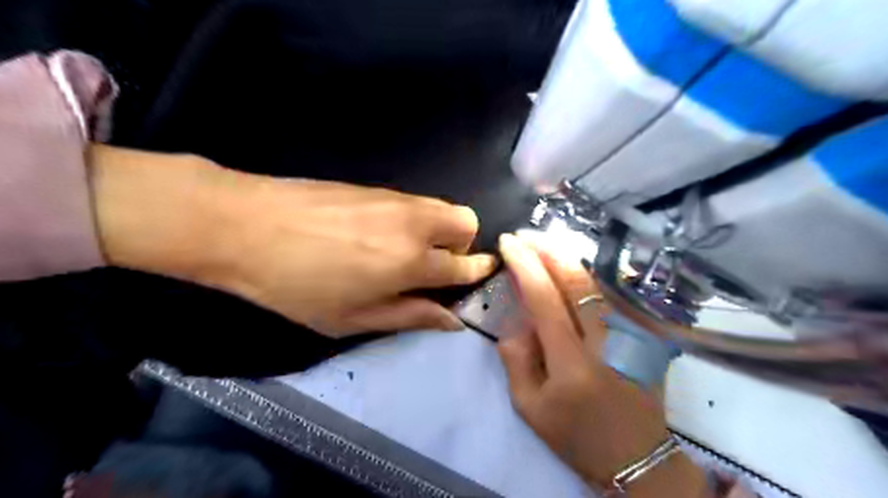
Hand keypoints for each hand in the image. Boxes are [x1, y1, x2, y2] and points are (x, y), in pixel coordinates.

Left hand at [89, 144, 497, 338]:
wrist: (245, 226)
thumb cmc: (297, 286)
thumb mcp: (352, 318)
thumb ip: (409, 316)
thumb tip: (452, 320)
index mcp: (411, 261)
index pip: (464, 265)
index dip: (478, 271)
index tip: (482, 274)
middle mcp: (413, 223)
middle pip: (466, 221)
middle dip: (463, 245)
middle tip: (434, 266)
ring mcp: (395, 199)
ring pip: (443, 206)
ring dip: (442, 230)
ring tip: (407, 252)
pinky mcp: (375, 187)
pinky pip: (415, 202)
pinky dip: (417, 219)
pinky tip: (380, 235)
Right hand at [492, 233, 708, 497]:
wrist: (636, 457)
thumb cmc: (576, 435)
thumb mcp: (529, 408)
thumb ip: (515, 360)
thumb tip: (516, 322)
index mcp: (571, 361)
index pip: (545, 297)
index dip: (525, 264)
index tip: (508, 243)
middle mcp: (605, 339)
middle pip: (576, 278)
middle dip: (547, 248)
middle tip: (525, 234)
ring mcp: (630, 334)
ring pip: (597, 280)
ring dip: (568, 255)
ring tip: (543, 242)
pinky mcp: (643, 334)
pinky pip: (612, 293)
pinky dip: (589, 273)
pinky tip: (572, 265)